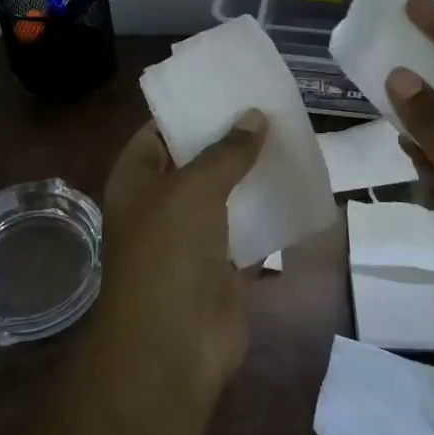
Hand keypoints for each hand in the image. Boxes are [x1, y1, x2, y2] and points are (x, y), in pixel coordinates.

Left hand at [93, 110, 267, 405]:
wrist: (173, 347)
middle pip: (194, 162)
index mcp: (136, 181)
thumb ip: (225, 152)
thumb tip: (254, 116)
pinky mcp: (222, 268)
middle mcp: (160, 205)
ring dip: (251, 175)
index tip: (224, 87)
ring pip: (224, 196)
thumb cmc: (168, 254)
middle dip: (227, 139)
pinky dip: (268, 214)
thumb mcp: (192, 189)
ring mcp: (191, 239)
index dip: (186, 109)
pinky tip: (297, 188)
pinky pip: (248, 232)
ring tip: (288, 138)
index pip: (157, 132)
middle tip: (267, 107)